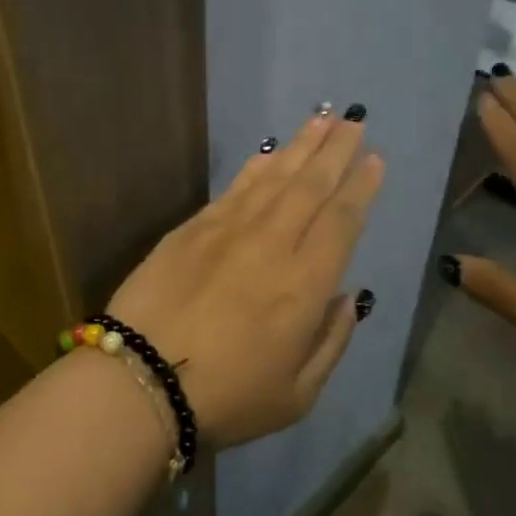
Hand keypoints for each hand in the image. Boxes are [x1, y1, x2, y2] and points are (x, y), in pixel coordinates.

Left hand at [105, 111, 384, 446]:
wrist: (141, 379)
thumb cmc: (227, 397)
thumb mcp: (298, 393)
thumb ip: (332, 341)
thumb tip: (349, 296)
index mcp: (305, 285)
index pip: (341, 221)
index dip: (360, 187)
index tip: (374, 158)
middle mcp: (272, 244)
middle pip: (311, 186)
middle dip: (336, 150)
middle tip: (353, 120)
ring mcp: (229, 230)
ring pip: (274, 177)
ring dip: (301, 146)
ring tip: (321, 118)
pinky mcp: (193, 228)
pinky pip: (235, 187)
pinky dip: (256, 166)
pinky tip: (269, 152)